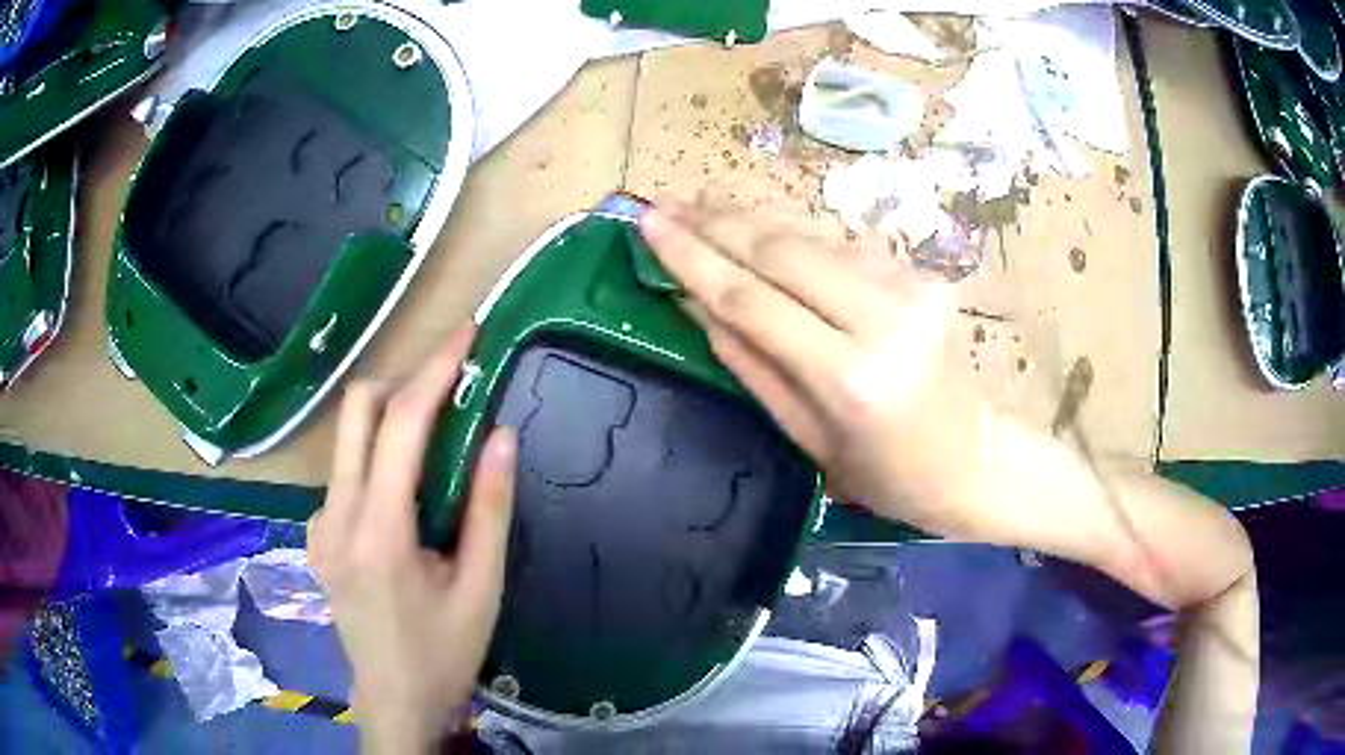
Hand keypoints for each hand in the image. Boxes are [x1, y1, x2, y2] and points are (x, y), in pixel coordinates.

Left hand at [308, 325, 516, 753]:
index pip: (400, 425)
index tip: (468, 334)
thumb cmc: (444, 651)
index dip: (435, 370)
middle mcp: (335, 516)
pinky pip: (345, 471)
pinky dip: (377, 455)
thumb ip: (491, 509)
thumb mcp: (481, 588)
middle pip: (357, 410)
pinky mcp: (316, 534)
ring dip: (391, 417)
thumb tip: (503, 435)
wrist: (394, 698)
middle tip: (452, 384)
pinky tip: (407, 490)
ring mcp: (318, 524)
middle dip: (404, 380)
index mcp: (377, 531)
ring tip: (438, 433)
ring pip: (348, 437)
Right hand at [639, 201, 995, 538]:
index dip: (692, 258)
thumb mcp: (805, 436)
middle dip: (715, 222)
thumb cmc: (883, 472)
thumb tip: (694, 300)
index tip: (648, 224)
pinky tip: (760, 229)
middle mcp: (884, 318)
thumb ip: (748, 362)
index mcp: (849, 378)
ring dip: (750, 218)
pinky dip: (794, 236)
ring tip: (700, 203)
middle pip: (781, 251)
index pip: (752, 300)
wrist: (972, 458)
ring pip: (811, 237)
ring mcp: (910, 287)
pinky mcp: (922, 274)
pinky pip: (841, 247)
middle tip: (664, 202)